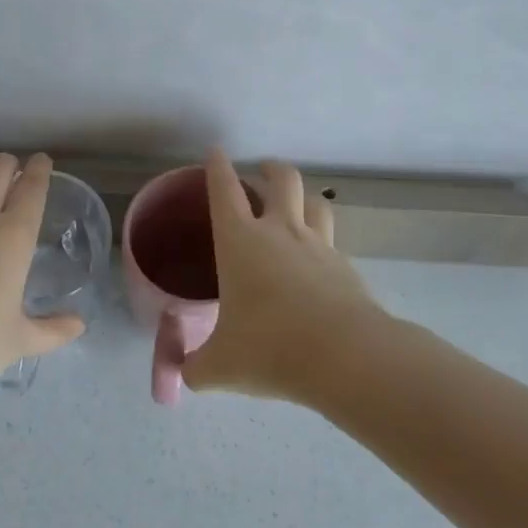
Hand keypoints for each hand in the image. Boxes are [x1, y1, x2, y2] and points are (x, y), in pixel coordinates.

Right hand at [179, 149, 387, 401]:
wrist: (345, 356)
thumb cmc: (270, 348)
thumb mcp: (219, 366)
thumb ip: (194, 367)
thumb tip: (182, 375)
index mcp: (241, 241)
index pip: (224, 190)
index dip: (217, 167)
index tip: (216, 153)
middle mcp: (280, 231)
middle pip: (281, 179)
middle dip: (269, 168)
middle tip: (261, 172)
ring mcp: (318, 245)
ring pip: (314, 201)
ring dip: (302, 196)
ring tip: (295, 204)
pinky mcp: (345, 266)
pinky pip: (331, 241)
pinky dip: (321, 240)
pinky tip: (317, 259)